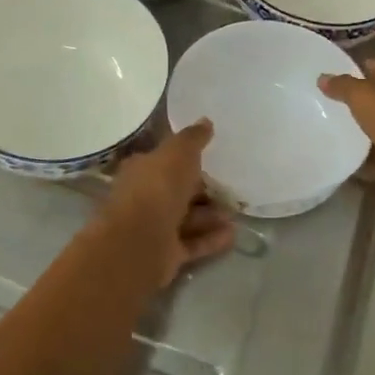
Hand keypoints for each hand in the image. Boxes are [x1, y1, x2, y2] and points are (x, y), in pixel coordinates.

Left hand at [98, 121, 235, 288]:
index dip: (187, 159)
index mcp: (141, 170)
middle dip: (203, 189)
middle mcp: (144, 197)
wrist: (139, 242)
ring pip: (186, 218)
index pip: (164, 161)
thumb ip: (193, 138)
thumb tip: (205, 121)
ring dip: (210, 215)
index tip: (212, 157)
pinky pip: (192, 243)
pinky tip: (233, 235)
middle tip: (230, 187)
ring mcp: (153, 228)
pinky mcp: (164, 254)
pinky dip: (211, 238)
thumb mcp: (178, 153)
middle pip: (177, 191)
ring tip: (236, 212)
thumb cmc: (157, 188)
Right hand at [319, 58, 374, 189]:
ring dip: (359, 135)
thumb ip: (342, 86)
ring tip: (327, 137)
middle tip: (322, 109)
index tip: (329, 78)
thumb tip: (323, 77)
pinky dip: (367, 163)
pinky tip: (343, 165)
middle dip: (353, 104)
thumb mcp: (364, 95)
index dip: (354, 68)